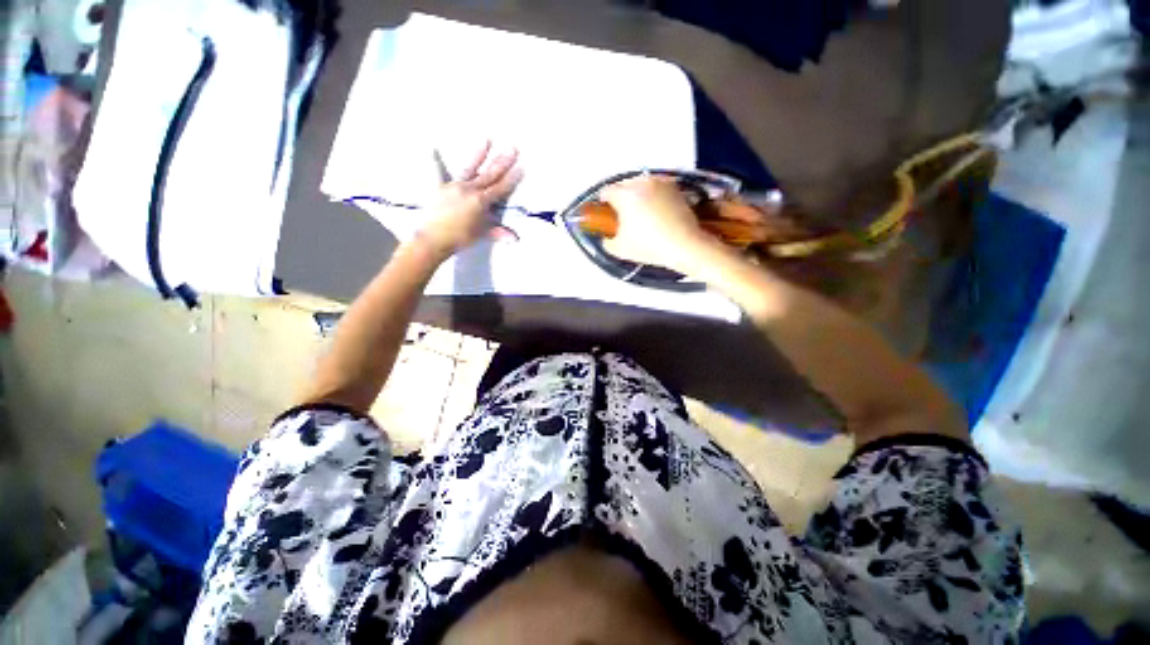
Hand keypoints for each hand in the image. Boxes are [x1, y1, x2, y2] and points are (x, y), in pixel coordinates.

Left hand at [417, 142, 522, 257]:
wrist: (434, 238)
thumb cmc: (460, 237)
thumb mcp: (482, 234)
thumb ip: (499, 233)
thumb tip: (515, 239)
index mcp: (481, 201)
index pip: (501, 188)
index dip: (512, 179)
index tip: (521, 167)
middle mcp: (469, 189)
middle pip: (490, 174)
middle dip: (502, 161)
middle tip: (512, 148)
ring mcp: (454, 186)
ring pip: (470, 168)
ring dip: (479, 154)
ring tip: (487, 139)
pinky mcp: (440, 188)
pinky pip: (438, 172)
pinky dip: (435, 161)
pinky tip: (431, 148)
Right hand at [598, 177, 717, 271]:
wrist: (684, 245)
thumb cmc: (648, 246)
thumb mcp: (619, 249)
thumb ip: (607, 241)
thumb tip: (607, 236)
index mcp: (625, 194)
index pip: (605, 192)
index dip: (603, 206)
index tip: (608, 218)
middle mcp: (642, 181)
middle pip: (624, 186)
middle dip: (621, 200)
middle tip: (625, 219)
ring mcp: (661, 182)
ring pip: (641, 186)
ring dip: (638, 197)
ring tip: (644, 216)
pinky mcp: (676, 187)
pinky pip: (657, 189)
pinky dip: (654, 197)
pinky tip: (658, 214)